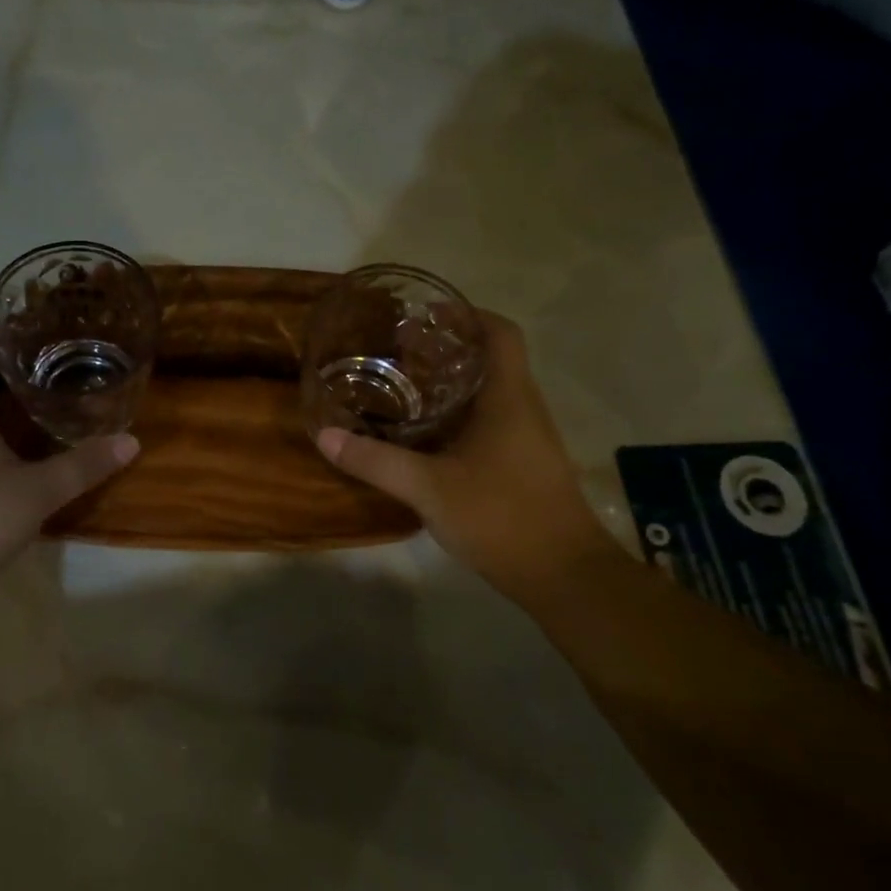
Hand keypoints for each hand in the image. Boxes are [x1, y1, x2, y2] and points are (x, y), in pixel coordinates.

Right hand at [316, 309, 621, 605]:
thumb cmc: (502, 516)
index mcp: (508, 398)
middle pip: (491, 360)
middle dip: (448, 349)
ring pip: (490, 394)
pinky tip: (426, 437)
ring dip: (452, 384)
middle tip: (398, 351)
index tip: (426, 315)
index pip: (499, 333)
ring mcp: (527, 439)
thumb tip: (326, 435)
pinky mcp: (524, 466)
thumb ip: (376, 460)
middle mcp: (523, 409)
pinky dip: (458, 417)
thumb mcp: (428, 487)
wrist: (564, 575)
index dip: (467, 314)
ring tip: (403, 387)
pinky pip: (489, 423)